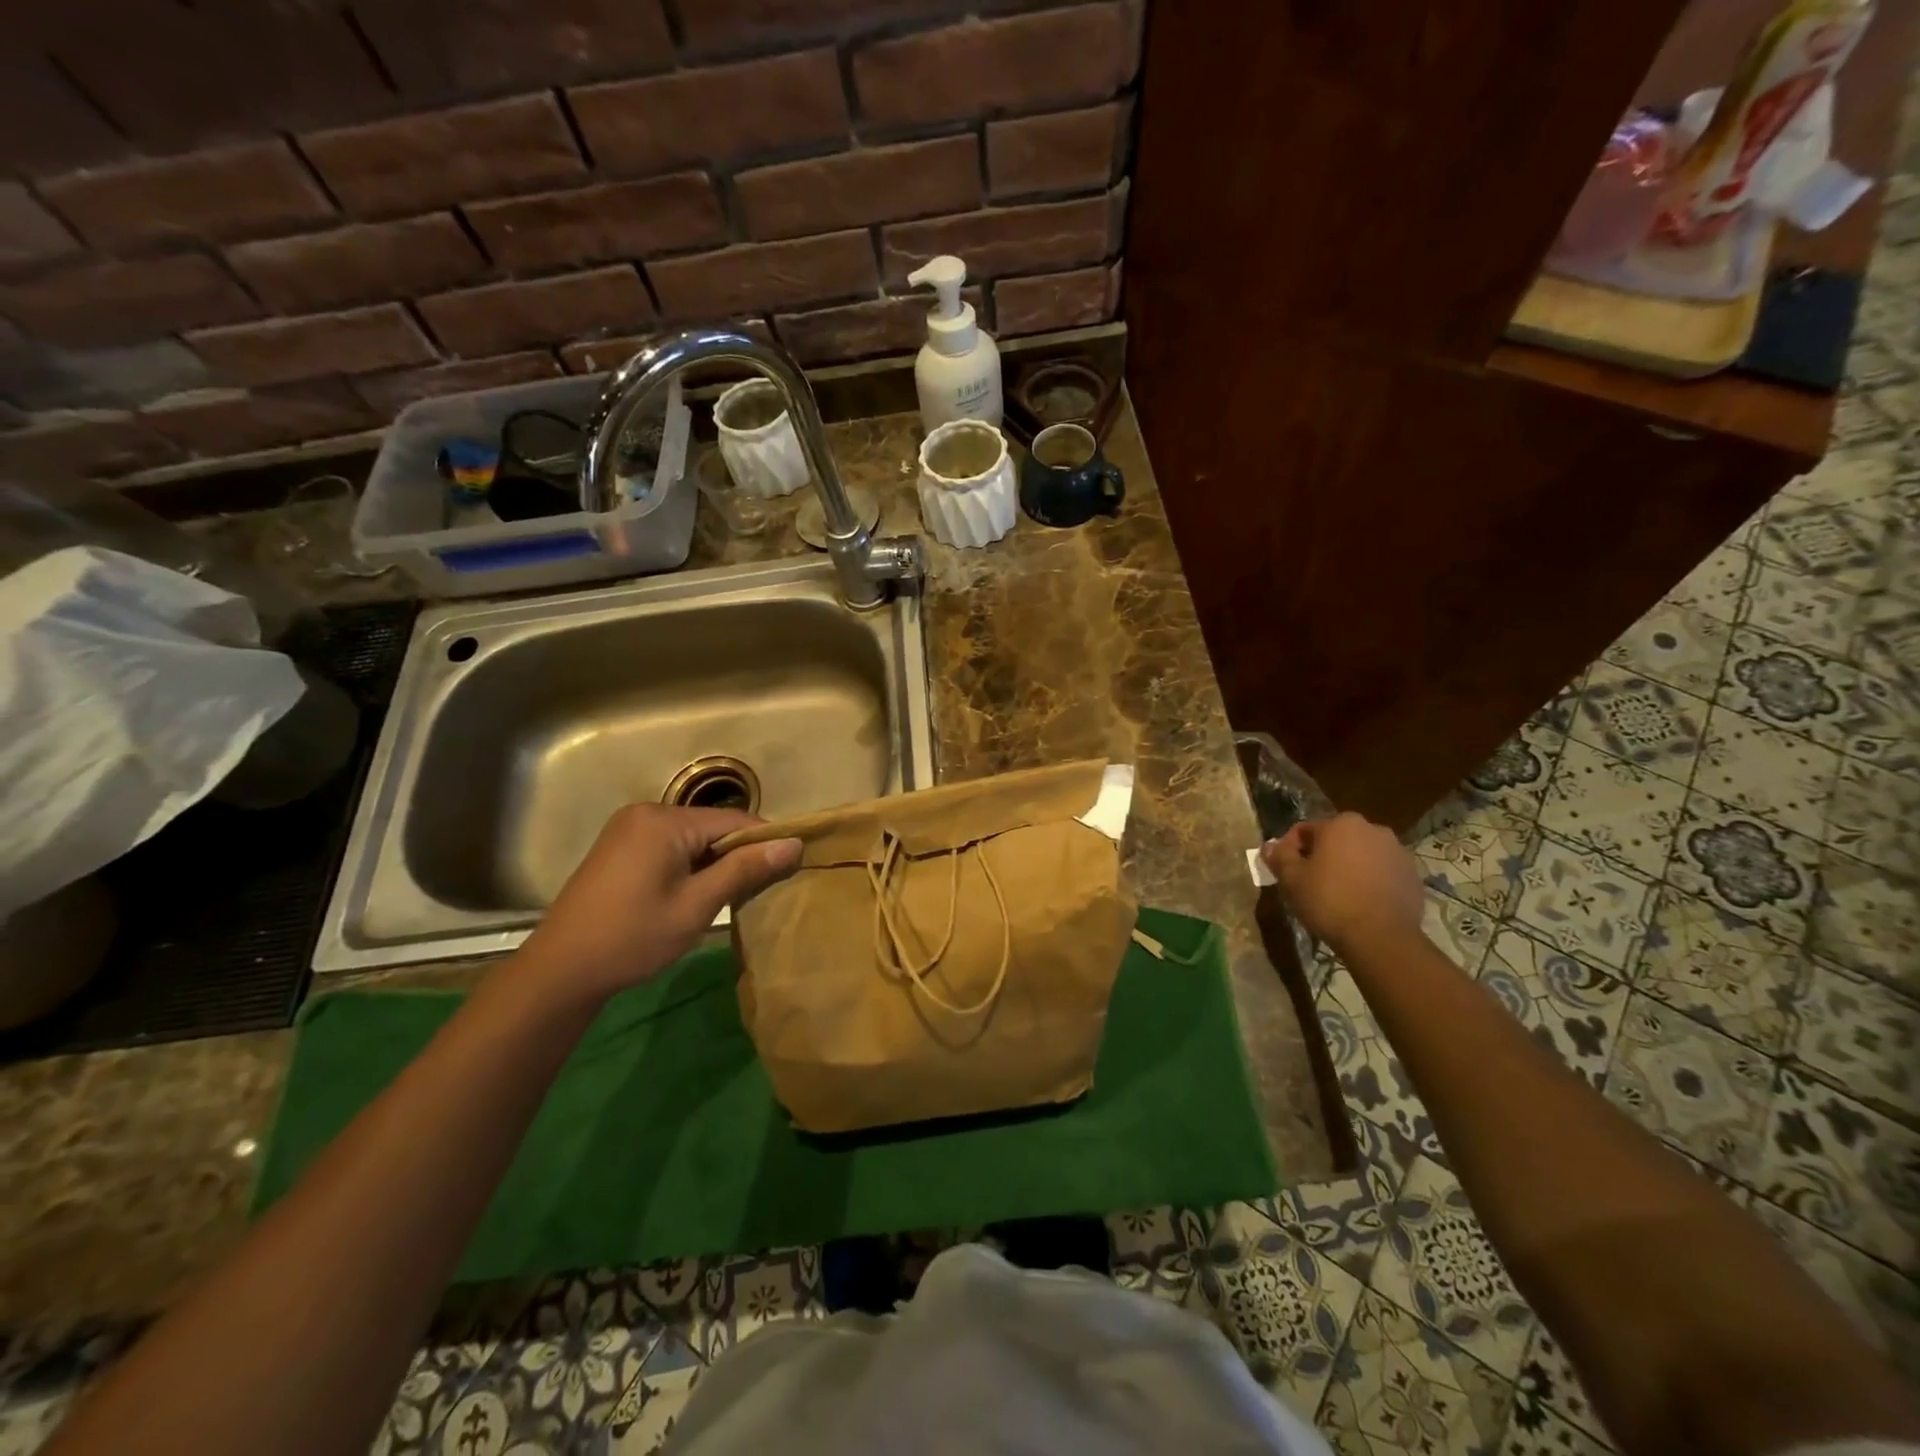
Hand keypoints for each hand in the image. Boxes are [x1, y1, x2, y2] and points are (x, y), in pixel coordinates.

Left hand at [518, 804, 800, 1005]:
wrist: (560, 971)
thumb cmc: (633, 938)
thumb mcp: (697, 905)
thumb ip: (745, 869)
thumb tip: (794, 843)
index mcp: (664, 820)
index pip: (734, 820)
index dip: (764, 843)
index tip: (787, 870)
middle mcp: (647, 812)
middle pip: (713, 826)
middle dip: (737, 855)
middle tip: (755, 893)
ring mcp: (629, 828)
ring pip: (693, 838)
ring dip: (714, 863)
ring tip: (726, 898)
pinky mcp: (620, 846)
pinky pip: (671, 846)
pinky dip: (690, 865)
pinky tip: (693, 895)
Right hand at [1262, 812, 1424, 955]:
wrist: (1381, 938)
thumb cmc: (1329, 901)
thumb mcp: (1292, 879)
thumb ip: (1279, 856)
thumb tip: (1270, 846)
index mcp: (1341, 823)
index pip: (1305, 830)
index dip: (1291, 849)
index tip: (1285, 871)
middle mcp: (1373, 829)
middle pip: (1336, 840)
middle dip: (1322, 856)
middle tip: (1309, 882)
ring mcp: (1398, 852)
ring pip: (1361, 855)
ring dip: (1347, 867)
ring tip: (1337, 895)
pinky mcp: (1413, 876)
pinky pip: (1382, 873)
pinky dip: (1369, 881)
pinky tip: (1360, 904)